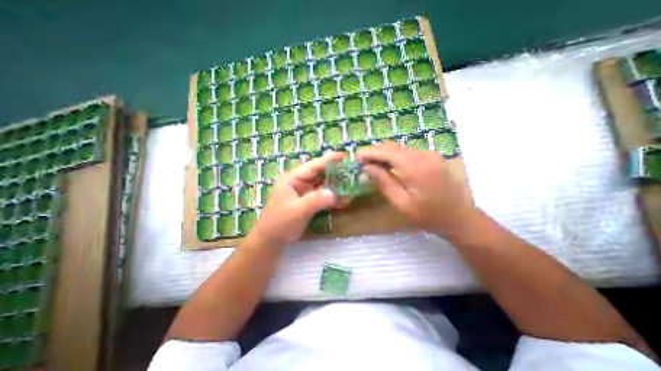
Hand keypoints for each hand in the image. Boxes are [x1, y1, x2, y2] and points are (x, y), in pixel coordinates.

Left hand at [253, 151, 346, 245]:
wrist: (272, 239)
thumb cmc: (280, 222)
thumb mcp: (297, 210)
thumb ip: (315, 200)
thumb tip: (334, 194)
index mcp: (293, 178)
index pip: (313, 166)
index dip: (329, 160)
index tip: (344, 156)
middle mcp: (300, 182)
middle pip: (320, 174)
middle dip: (336, 174)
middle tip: (352, 173)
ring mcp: (305, 192)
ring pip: (324, 185)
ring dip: (337, 187)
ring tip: (351, 188)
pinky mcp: (309, 201)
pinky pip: (324, 196)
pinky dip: (333, 198)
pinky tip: (344, 200)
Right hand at [356, 141, 475, 234]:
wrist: (458, 217)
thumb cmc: (427, 215)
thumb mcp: (401, 203)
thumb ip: (384, 182)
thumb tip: (367, 167)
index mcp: (415, 168)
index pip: (387, 152)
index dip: (370, 153)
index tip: (356, 157)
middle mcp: (423, 155)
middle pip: (393, 147)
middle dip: (376, 152)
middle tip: (363, 162)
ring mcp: (430, 154)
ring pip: (401, 148)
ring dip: (385, 154)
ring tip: (373, 164)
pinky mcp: (433, 157)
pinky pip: (409, 152)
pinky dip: (396, 156)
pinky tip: (390, 166)